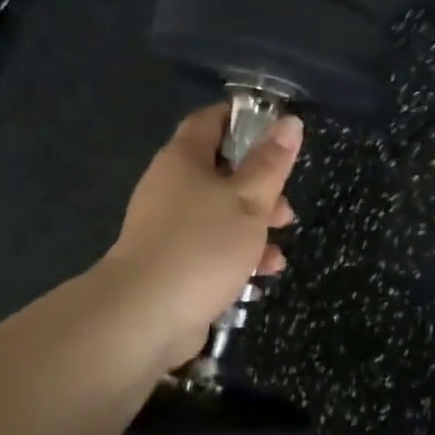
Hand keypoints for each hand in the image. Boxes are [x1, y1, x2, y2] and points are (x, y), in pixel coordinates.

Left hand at [101, 104, 301, 370]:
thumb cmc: (203, 245)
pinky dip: (236, 258)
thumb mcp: (249, 200)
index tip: (277, 131)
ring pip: (219, 216)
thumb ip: (271, 163)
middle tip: (286, 208)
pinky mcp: (172, 264)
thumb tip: (290, 121)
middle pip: (220, 173)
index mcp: (184, 160)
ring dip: (253, 229)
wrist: (144, 316)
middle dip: (259, 189)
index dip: (242, 119)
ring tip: (279, 253)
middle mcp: (171, 188)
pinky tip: (260, 278)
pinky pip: (210, 250)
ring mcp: (168, 229)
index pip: (210, 121)